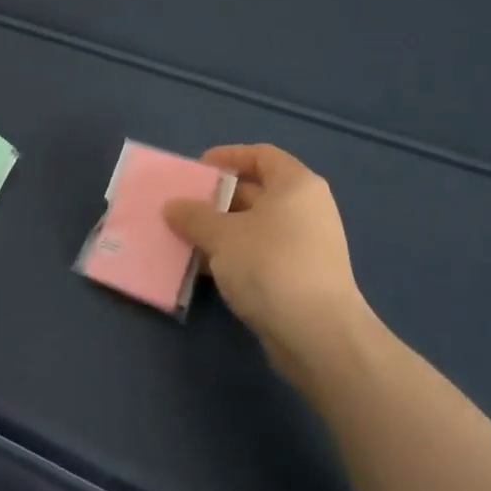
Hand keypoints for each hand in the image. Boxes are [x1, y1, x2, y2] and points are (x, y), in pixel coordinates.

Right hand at [164, 144, 370, 380]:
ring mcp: (307, 245)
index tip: (198, 169)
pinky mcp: (301, 277)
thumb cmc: (271, 266)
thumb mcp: (222, 235)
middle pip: (257, 190)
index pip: (261, 155)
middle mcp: (306, 208)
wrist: (318, 336)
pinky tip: (207, 269)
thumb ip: (194, 216)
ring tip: (188, 238)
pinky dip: (236, 255)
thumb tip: (172, 207)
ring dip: (222, 230)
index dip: (229, 156)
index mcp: (295, 184)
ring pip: (256, 226)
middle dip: (218, 198)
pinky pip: (262, 253)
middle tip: (184, 207)